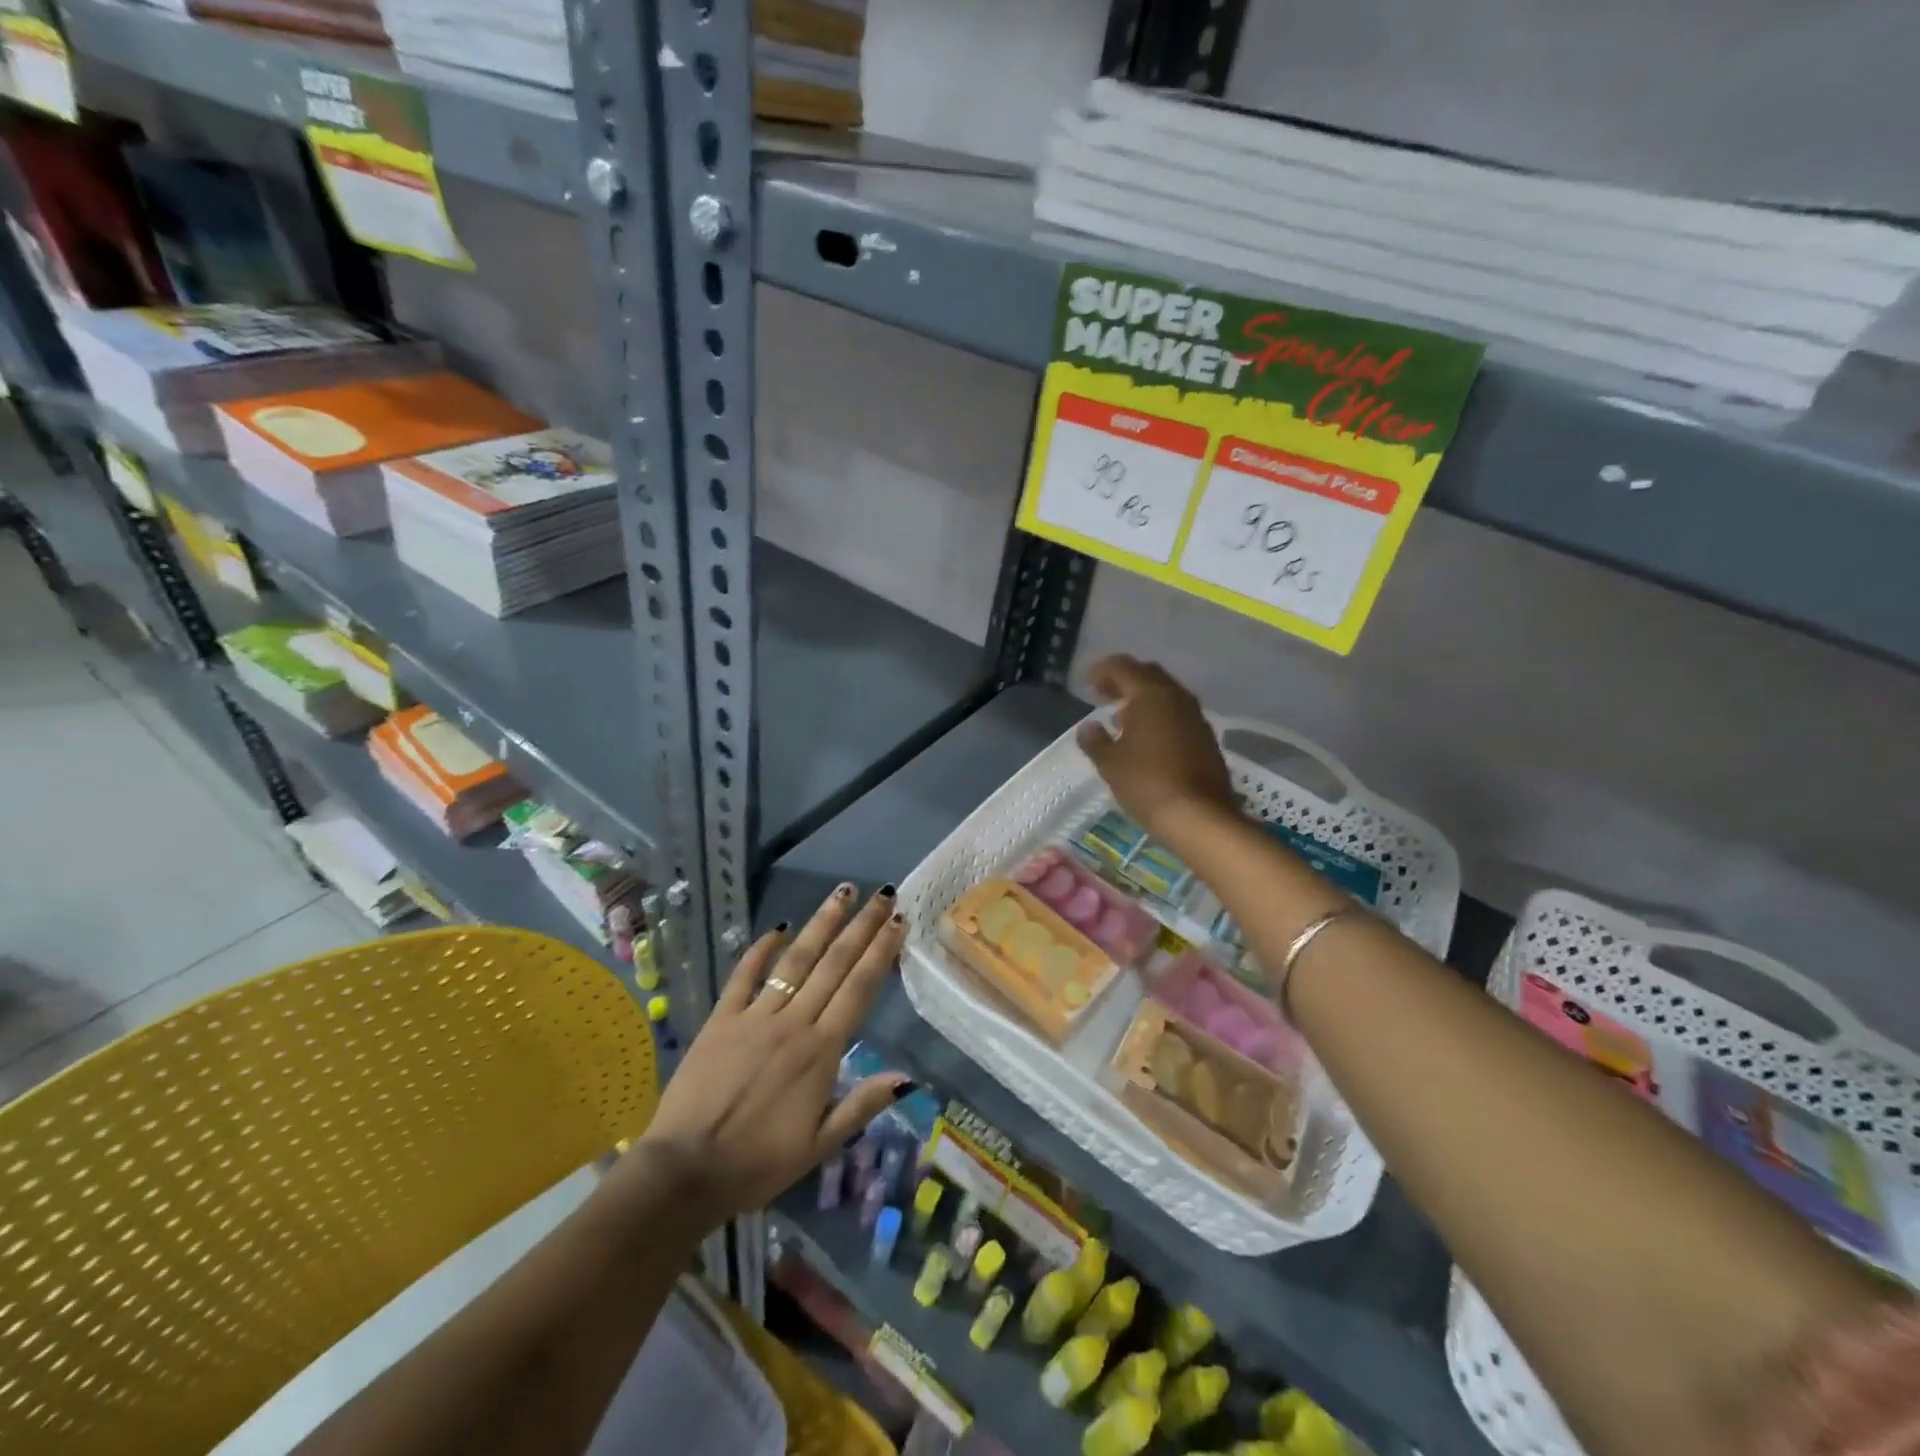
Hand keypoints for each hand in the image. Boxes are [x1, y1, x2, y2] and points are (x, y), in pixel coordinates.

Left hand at [629, 883, 911, 1229]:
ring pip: (796, 960)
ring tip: (842, 893)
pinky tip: (779, 927)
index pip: (859, 989)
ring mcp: (755, 1016)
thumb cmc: (757, 1164)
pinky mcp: (721, 1019)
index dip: (881, 952)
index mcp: (821, 1051)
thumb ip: (862, 1105)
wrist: (685, 1171)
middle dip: (861, 926)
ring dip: (821, 924)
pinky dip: (762, 949)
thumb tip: (908, 1078)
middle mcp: (793, 1022)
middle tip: (882, 894)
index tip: (898, 921)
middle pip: (834, 964)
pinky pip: (745, 976)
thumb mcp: (819, 1145)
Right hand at [1076, 655, 1237, 838]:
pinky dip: (1159, 714)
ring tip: (1122, 716)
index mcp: (1149, 694)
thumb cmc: (1146, 783)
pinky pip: (1178, 712)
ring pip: (1166, 692)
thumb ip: (1095, 741)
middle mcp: (1176, 696)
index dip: (1102, 671)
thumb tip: (1088, 727)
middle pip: (1147, 674)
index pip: (1122, 667)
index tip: (1087, 683)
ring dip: (1143, 697)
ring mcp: (1195, 715)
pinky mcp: (1205, 736)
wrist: (1199, 815)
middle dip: (1124, 679)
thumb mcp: (1110, 763)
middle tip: (1103, 694)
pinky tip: (1147, 736)